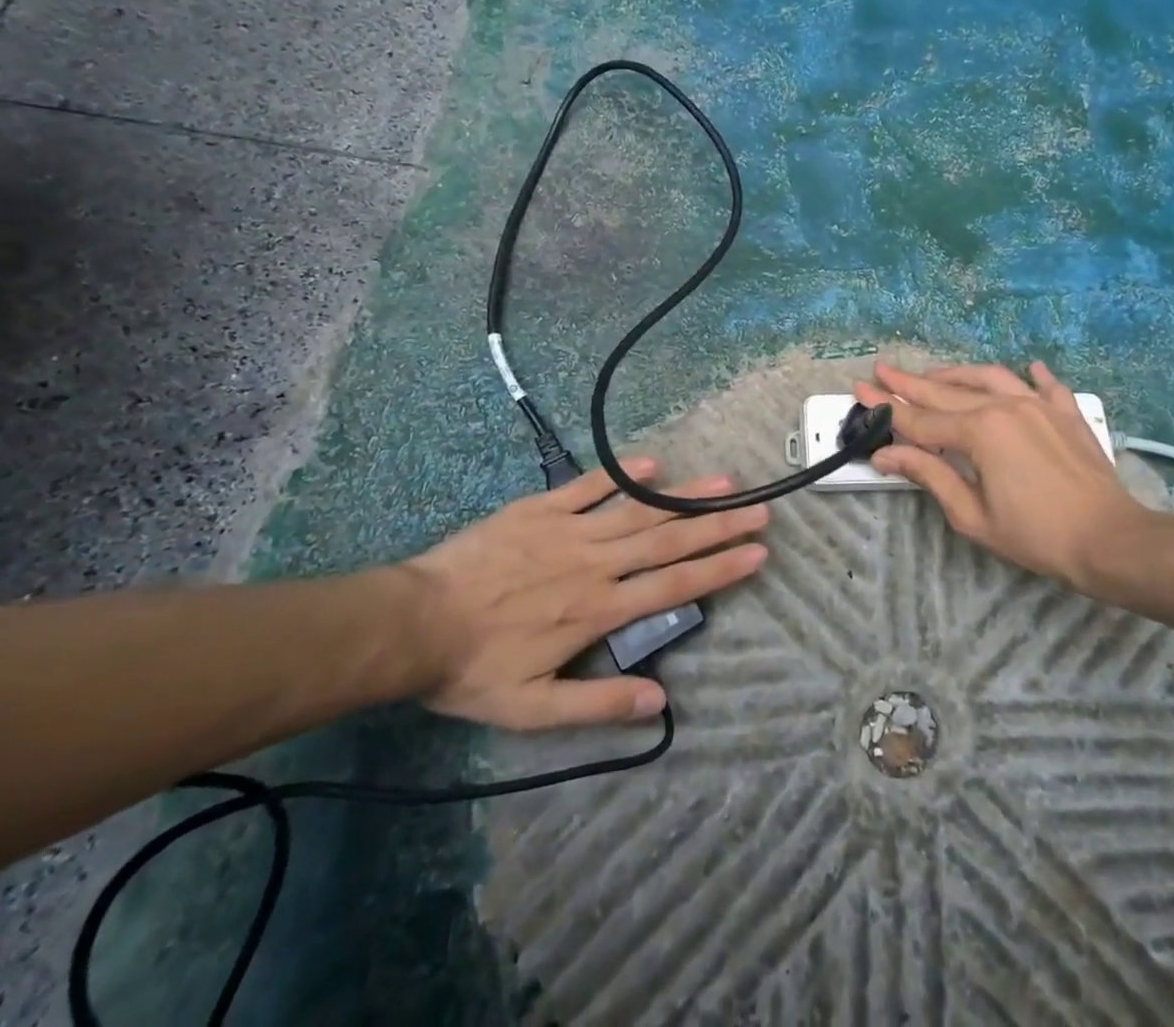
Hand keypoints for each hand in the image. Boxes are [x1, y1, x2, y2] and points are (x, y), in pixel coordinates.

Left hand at [398, 459, 766, 729]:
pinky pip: (587, 486)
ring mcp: (569, 529)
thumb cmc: (475, 668)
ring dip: (684, 496)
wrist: (413, 622)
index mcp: (598, 609)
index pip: (673, 586)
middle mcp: (595, 563)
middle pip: (668, 540)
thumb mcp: (533, 709)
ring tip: (724, 482)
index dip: (719, 569)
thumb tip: (661, 703)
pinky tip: (651, 464)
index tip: (757, 554)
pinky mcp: (541, 508)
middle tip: (759, 509)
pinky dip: (620, 474)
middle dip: (719, 525)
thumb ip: (597, 706)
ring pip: (638, 509)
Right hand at [853, 361, 1173, 595]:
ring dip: (958, 374)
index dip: (887, 408)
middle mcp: (1004, 406)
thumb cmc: (1035, 535)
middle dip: (910, 382)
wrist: (1110, 539)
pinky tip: (1028, 367)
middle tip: (883, 369)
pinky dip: (1033, 375)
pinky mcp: (1066, 413)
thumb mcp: (972, 514)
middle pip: (946, 392)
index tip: (860, 390)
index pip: (919, 419)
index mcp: (978, 432)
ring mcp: (1038, 405)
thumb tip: (887, 454)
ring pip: (989, 377)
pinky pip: (1046, 385)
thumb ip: (930, 476)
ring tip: (936, 373)